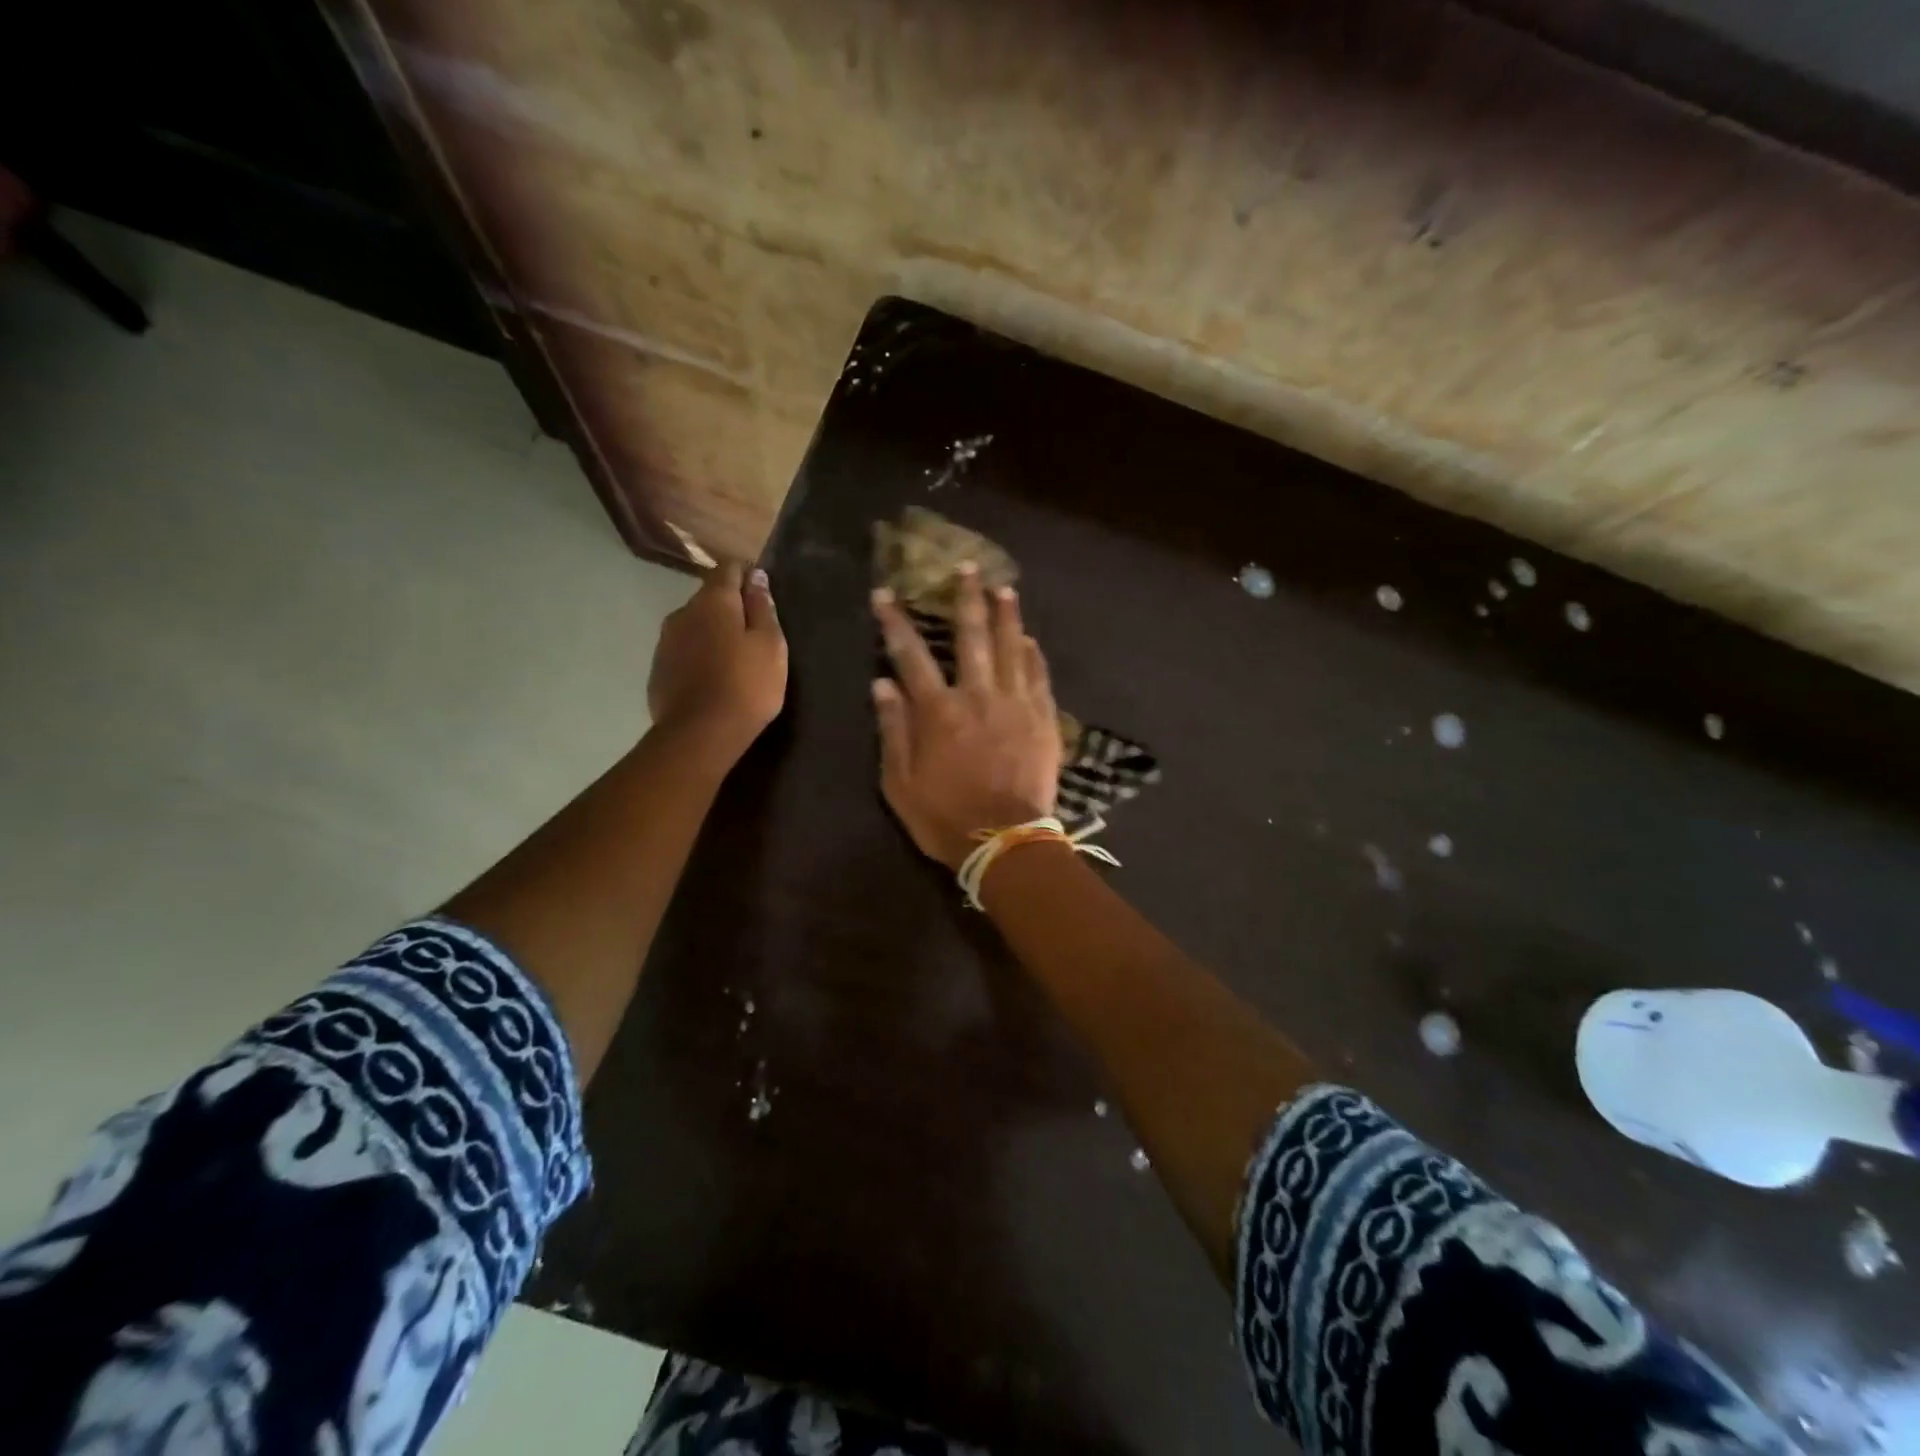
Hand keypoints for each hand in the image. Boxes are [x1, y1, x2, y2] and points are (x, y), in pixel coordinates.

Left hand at [648, 562, 787, 759]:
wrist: (700, 734)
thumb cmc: (746, 685)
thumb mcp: (770, 645)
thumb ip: (762, 607)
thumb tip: (755, 576)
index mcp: (713, 601)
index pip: (728, 569)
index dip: (746, 576)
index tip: (762, 594)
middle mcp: (683, 613)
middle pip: (709, 599)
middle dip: (729, 609)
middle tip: (753, 634)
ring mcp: (666, 642)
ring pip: (693, 626)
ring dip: (711, 634)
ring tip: (733, 660)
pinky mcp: (658, 670)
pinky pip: (683, 653)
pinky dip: (698, 657)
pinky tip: (712, 679)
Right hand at [872, 563, 1061, 868]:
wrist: (1006, 841)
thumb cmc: (945, 817)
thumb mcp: (900, 782)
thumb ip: (893, 730)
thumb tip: (882, 684)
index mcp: (938, 711)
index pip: (911, 655)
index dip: (896, 622)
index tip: (885, 595)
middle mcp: (978, 696)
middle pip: (971, 636)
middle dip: (965, 599)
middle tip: (966, 567)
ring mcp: (1016, 704)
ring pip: (1011, 647)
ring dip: (1006, 615)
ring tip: (1004, 588)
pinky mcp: (1043, 719)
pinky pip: (1038, 676)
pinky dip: (1032, 654)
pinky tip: (1029, 639)